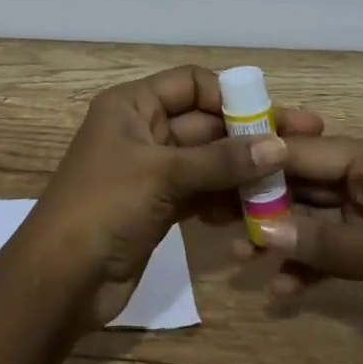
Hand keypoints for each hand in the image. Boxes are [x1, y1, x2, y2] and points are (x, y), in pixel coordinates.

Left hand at [22, 66, 324, 327]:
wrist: (60, 280)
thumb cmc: (103, 207)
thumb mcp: (162, 175)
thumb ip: (221, 161)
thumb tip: (278, 145)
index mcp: (132, 105)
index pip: (190, 83)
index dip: (230, 95)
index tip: (272, 116)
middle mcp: (143, 130)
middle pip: (204, 123)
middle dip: (248, 135)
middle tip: (302, 145)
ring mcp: (152, 170)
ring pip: (207, 160)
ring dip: (242, 171)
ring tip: (289, 182)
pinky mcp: (160, 206)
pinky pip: (202, 192)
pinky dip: (226, 198)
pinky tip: (257, 211)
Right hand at [239, 136, 362, 362]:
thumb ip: (323, 241)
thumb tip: (262, 228)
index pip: (309, 151)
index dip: (264, 162)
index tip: (218, 172)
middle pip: (307, 184)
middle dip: (268, 205)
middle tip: (221, 220)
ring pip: (315, 219)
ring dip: (283, 238)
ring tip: (241, 258)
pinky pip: (333, 250)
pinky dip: (309, 266)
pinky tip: (281, 290)